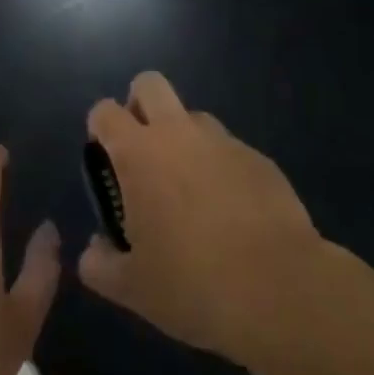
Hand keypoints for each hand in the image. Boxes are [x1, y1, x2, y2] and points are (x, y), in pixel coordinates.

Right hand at [78, 73, 322, 359]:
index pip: (105, 111)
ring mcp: (224, 141)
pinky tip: (230, 212)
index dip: (100, 127)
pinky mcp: (259, 158)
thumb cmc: (192, 284)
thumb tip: (95, 250)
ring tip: (189, 190)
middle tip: (141, 151)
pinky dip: (220, 168)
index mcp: (139, 154)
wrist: (278, 289)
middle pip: (150, 84)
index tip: (104, 157)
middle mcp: (179, 134)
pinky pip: (229, 149)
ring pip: (193, 116)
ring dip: (183, 138)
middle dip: (138, 104)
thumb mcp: (131, 288)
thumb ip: (99, 264)